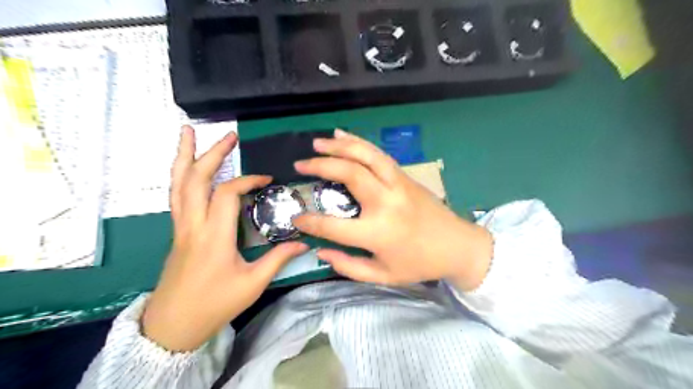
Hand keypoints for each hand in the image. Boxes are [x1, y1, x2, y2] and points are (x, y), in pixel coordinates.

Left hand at [141, 126, 306, 350]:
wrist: (173, 325)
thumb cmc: (215, 304)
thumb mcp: (253, 284)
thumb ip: (278, 259)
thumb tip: (304, 242)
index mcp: (214, 236)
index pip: (228, 193)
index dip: (248, 180)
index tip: (267, 180)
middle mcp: (193, 225)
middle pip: (195, 179)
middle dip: (212, 153)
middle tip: (229, 135)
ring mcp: (181, 226)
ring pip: (177, 184)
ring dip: (183, 156)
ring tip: (187, 132)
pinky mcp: (177, 231)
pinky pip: (176, 196)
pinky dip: (180, 175)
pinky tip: (185, 166)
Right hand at [292, 130, 491, 289]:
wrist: (458, 246)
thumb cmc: (419, 264)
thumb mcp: (383, 276)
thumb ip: (348, 267)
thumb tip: (320, 252)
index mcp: (377, 233)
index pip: (332, 226)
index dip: (310, 222)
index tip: (296, 218)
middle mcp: (386, 202)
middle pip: (349, 174)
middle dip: (320, 166)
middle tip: (300, 165)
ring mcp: (397, 184)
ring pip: (365, 156)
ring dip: (339, 146)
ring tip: (318, 142)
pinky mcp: (405, 176)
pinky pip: (378, 154)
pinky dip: (359, 142)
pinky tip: (343, 135)